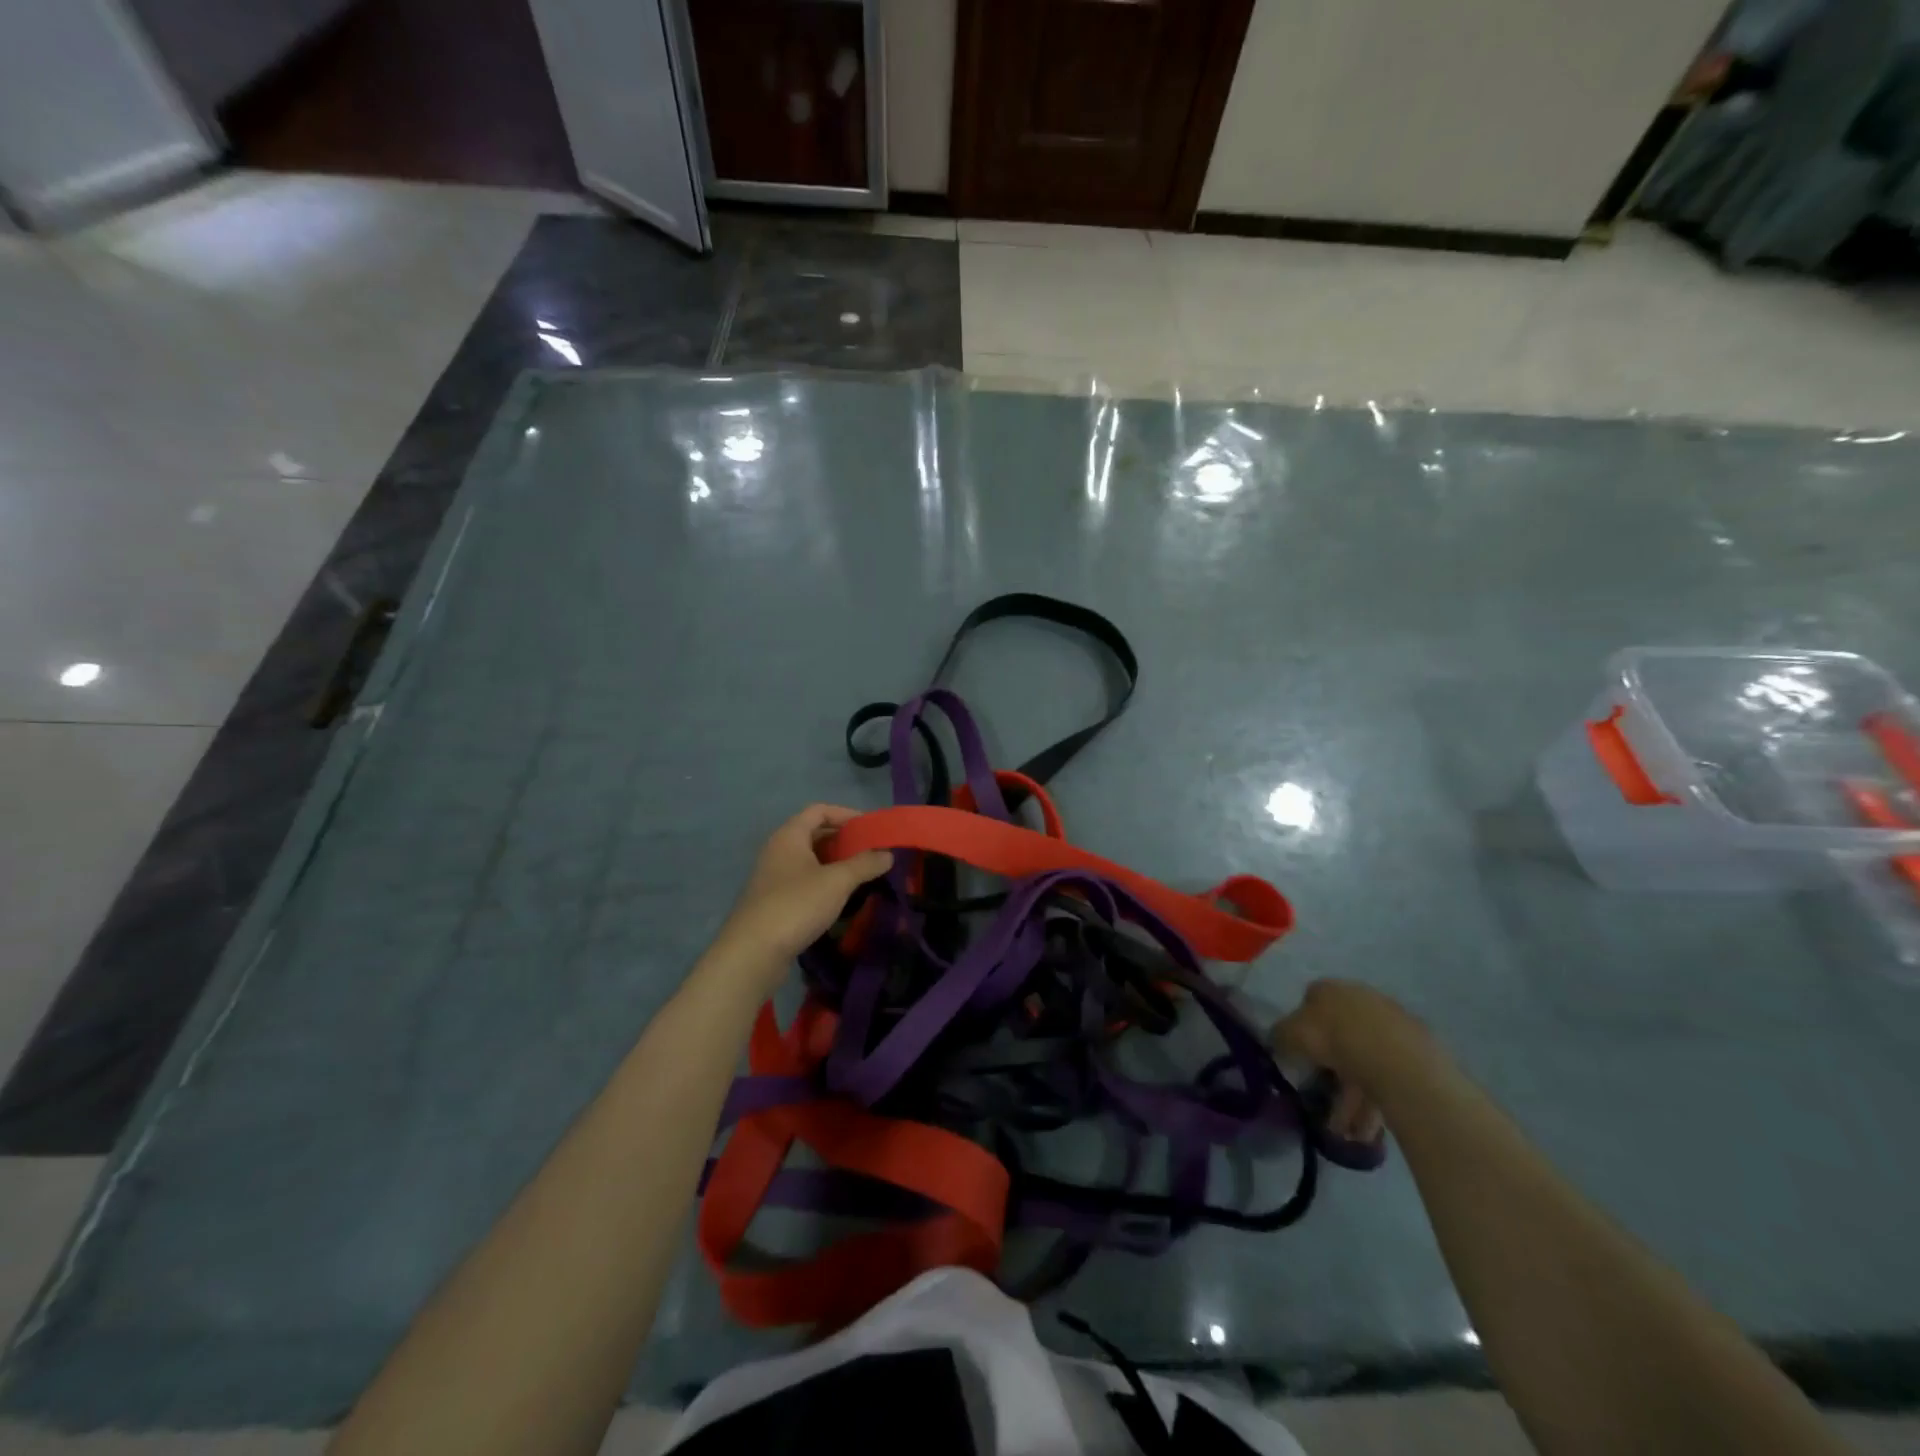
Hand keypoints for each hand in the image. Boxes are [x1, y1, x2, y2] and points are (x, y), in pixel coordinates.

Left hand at [718, 804, 893, 965]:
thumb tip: (888, 854)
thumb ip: (865, 864)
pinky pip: (804, 881)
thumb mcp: (837, 881)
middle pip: (814, 834)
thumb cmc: (796, 905)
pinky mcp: (774, 901)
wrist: (753, 953)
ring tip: (862, 874)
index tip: (871, 828)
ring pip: (810, 860)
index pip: (819, 810)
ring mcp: (773, 877)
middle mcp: (778, 850)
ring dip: (835, 863)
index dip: (846, 814)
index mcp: (789, 836)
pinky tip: (840, 898)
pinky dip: (824, 882)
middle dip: (844, 840)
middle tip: (871, 852)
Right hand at [1271, 980, 1431, 1145]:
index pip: (1310, 1001)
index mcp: (1330, 989)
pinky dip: (1374, 1103)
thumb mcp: (1291, 1035)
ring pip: (1364, 1064)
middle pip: (1339, 1038)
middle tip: (1322, 1103)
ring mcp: (1391, 1026)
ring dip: (1352, 1100)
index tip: (1298, 1056)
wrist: (1397, 1060)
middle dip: (1329, 1074)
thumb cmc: (1335, 1039)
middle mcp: (1360, 1000)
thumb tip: (1276, 1041)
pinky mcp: (1416, 1053)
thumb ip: (1279, 1036)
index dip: (1301, 1029)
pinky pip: (1386, 1079)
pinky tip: (1367, 1130)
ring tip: (1347, 1133)